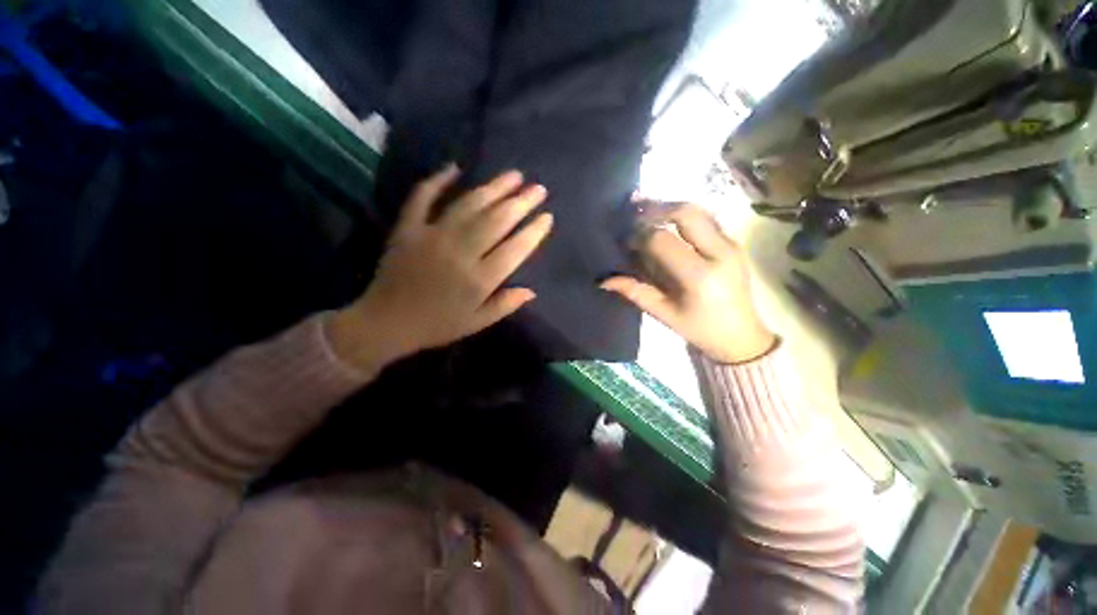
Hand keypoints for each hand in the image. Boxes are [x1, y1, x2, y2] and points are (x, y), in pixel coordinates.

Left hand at [330, 166, 552, 370]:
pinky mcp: (408, 229)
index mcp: (479, 279)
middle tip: (538, 188)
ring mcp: (432, 236)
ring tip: (514, 175)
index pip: (515, 249)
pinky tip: (454, 167)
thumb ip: (505, 305)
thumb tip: (531, 291)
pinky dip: (437, 180)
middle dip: (521, 202)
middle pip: (496, 221)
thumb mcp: (477, 323)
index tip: (547, 217)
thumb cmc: (437, 325)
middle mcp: (460, 252)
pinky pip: (422, 198)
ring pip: (469, 205)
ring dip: (493, 188)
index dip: (533, 231)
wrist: (386, 322)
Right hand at [601, 203, 774, 363]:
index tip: (625, 240)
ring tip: (646, 206)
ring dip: (670, 206)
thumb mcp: (664, 314)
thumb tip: (604, 280)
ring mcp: (731, 244)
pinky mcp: (734, 243)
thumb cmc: (700, 329)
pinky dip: (684, 214)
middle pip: (686, 213)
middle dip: (656, 207)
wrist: (741, 335)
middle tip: (633, 208)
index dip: (639, 236)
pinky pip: (707, 218)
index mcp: (700, 276)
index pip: (663, 240)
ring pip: (699, 210)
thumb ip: (635, 292)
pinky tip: (667, 217)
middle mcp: (720, 253)